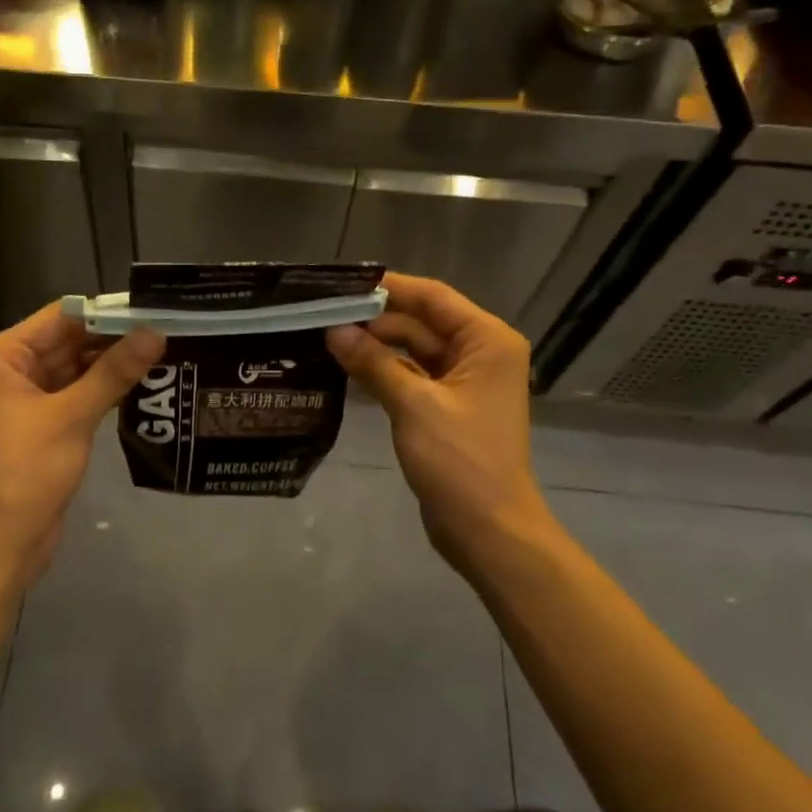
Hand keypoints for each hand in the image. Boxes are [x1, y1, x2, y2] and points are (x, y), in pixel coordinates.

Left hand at [0, 303, 163, 584]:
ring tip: (166, 352)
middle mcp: (14, 369)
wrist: (1, 540)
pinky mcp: (46, 425)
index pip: (61, 317)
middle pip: (70, 341)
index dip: (106, 312)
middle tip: (168, 331)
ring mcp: (30, 398)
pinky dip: (106, 389)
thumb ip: (114, 372)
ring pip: (78, 368)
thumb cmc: (26, 469)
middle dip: (115, 338)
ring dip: (114, 364)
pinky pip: (79, 394)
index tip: (152, 309)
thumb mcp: (72, 416)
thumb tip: (156, 333)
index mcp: (5, 356)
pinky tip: (144, 384)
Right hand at [326, 274, 557, 584]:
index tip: (343, 283)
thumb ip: (373, 362)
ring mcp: (464, 382)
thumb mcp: (414, 405)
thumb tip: (334, 331)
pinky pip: (413, 377)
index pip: (433, 297)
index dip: (389, 287)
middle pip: (422, 322)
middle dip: (376, 319)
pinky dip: (384, 372)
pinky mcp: (448, 408)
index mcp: (487, 341)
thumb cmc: (460, 460)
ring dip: (377, 346)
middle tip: (323, 316)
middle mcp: (480, 353)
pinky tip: (347, 369)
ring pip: (414, 350)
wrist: (488, 529)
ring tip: (326, 339)